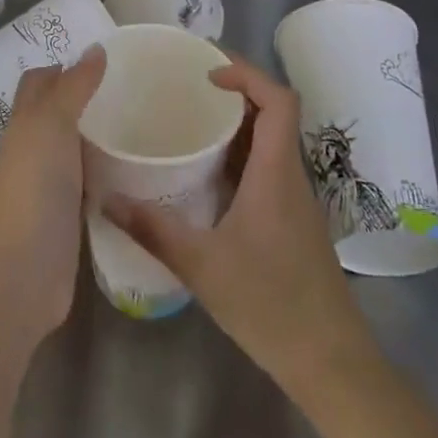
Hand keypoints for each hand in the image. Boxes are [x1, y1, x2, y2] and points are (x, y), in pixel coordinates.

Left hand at [0, 45, 106, 346]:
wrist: (25, 271)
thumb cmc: (35, 187)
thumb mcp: (53, 124)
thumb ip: (74, 86)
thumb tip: (96, 48)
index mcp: (24, 122)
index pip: (39, 81)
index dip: (63, 67)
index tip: (102, 60)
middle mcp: (32, 148)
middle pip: (56, 112)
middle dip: (85, 98)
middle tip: (130, 89)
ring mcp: (48, 184)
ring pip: (74, 147)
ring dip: (99, 135)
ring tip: (140, 123)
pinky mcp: (67, 215)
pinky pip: (88, 180)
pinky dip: (107, 170)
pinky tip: (135, 168)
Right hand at [105, 60, 367, 394]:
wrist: (331, 363)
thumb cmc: (270, 305)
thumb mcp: (202, 266)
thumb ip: (152, 230)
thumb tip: (105, 198)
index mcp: (276, 172)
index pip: (279, 100)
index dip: (247, 74)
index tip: (207, 74)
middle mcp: (290, 175)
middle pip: (274, 113)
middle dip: (235, 91)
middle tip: (188, 88)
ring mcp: (295, 200)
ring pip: (271, 141)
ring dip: (237, 123)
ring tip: (191, 121)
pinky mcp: (293, 221)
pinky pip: (267, 168)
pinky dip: (240, 154)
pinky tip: (208, 175)